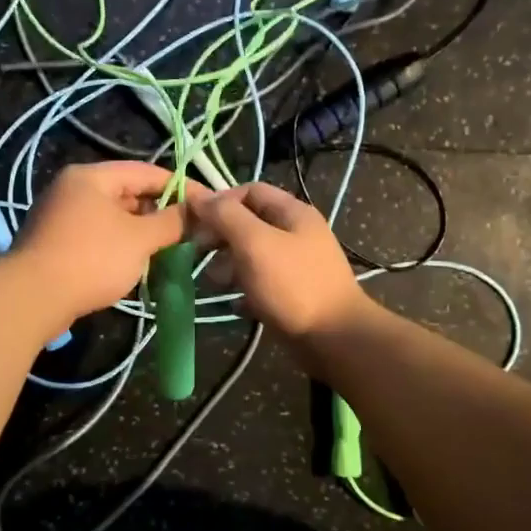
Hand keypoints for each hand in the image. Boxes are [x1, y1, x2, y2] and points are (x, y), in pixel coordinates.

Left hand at [14, 163, 204, 322]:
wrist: (32, 298)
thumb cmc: (92, 259)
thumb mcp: (140, 239)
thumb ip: (172, 222)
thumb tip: (198, 212)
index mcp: (92, 177)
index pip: (146, 171)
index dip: (180, 187)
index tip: (207, 205)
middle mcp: (73, 189)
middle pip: (128, 193)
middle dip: (160, 213)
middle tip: (189, 232)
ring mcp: (60, 216)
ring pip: (113, 218)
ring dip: (141, 233)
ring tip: (168, 251)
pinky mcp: (55, 243)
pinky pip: (97, 237)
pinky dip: (119, 246)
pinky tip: (137, 265)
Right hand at [190, 182, 369, 339]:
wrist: (335, 339)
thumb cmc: (293, 285)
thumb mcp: (255, 243)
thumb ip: (226, 216)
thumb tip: (199, 198)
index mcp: (292, 213)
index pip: (249, 191)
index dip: (220, 202)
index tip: (195, 223)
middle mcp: (296, 234)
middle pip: (249, 224)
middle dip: (221, 237)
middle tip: (199, 255)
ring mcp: (296, 266)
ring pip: (252, 256)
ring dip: (229, 266)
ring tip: (216, 283)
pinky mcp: (293, 295)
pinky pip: (260, 286)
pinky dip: (244, 292)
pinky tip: (234, 304)